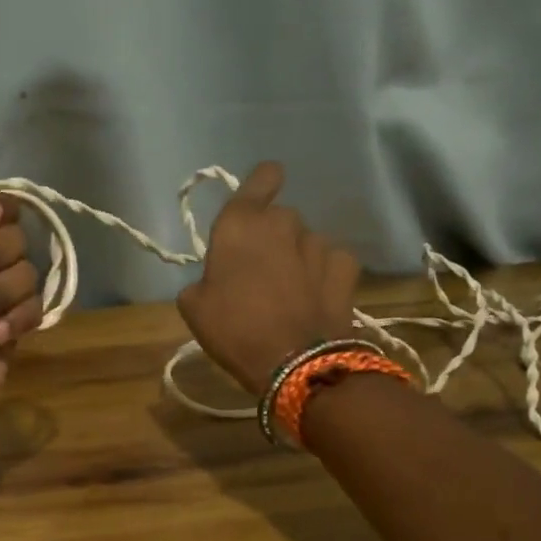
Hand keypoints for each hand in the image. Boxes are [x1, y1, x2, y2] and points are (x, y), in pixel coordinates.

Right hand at [176, 161, 360, 394]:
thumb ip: (203, 280)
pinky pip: (331, 261)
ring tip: (290, 292)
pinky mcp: (346, 267)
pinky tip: (316, 296)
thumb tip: (215, 280)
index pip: (261, 178)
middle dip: (272, 236)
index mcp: (240, 225)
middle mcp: (282, 223)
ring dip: (297, 257)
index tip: (259, 198)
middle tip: (261, 272)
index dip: (261, 184)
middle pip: (279, 217)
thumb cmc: (234, 330)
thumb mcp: (194, 307)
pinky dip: (324, 273)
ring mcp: (318, 243)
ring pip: (305, 240)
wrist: (295, 363)